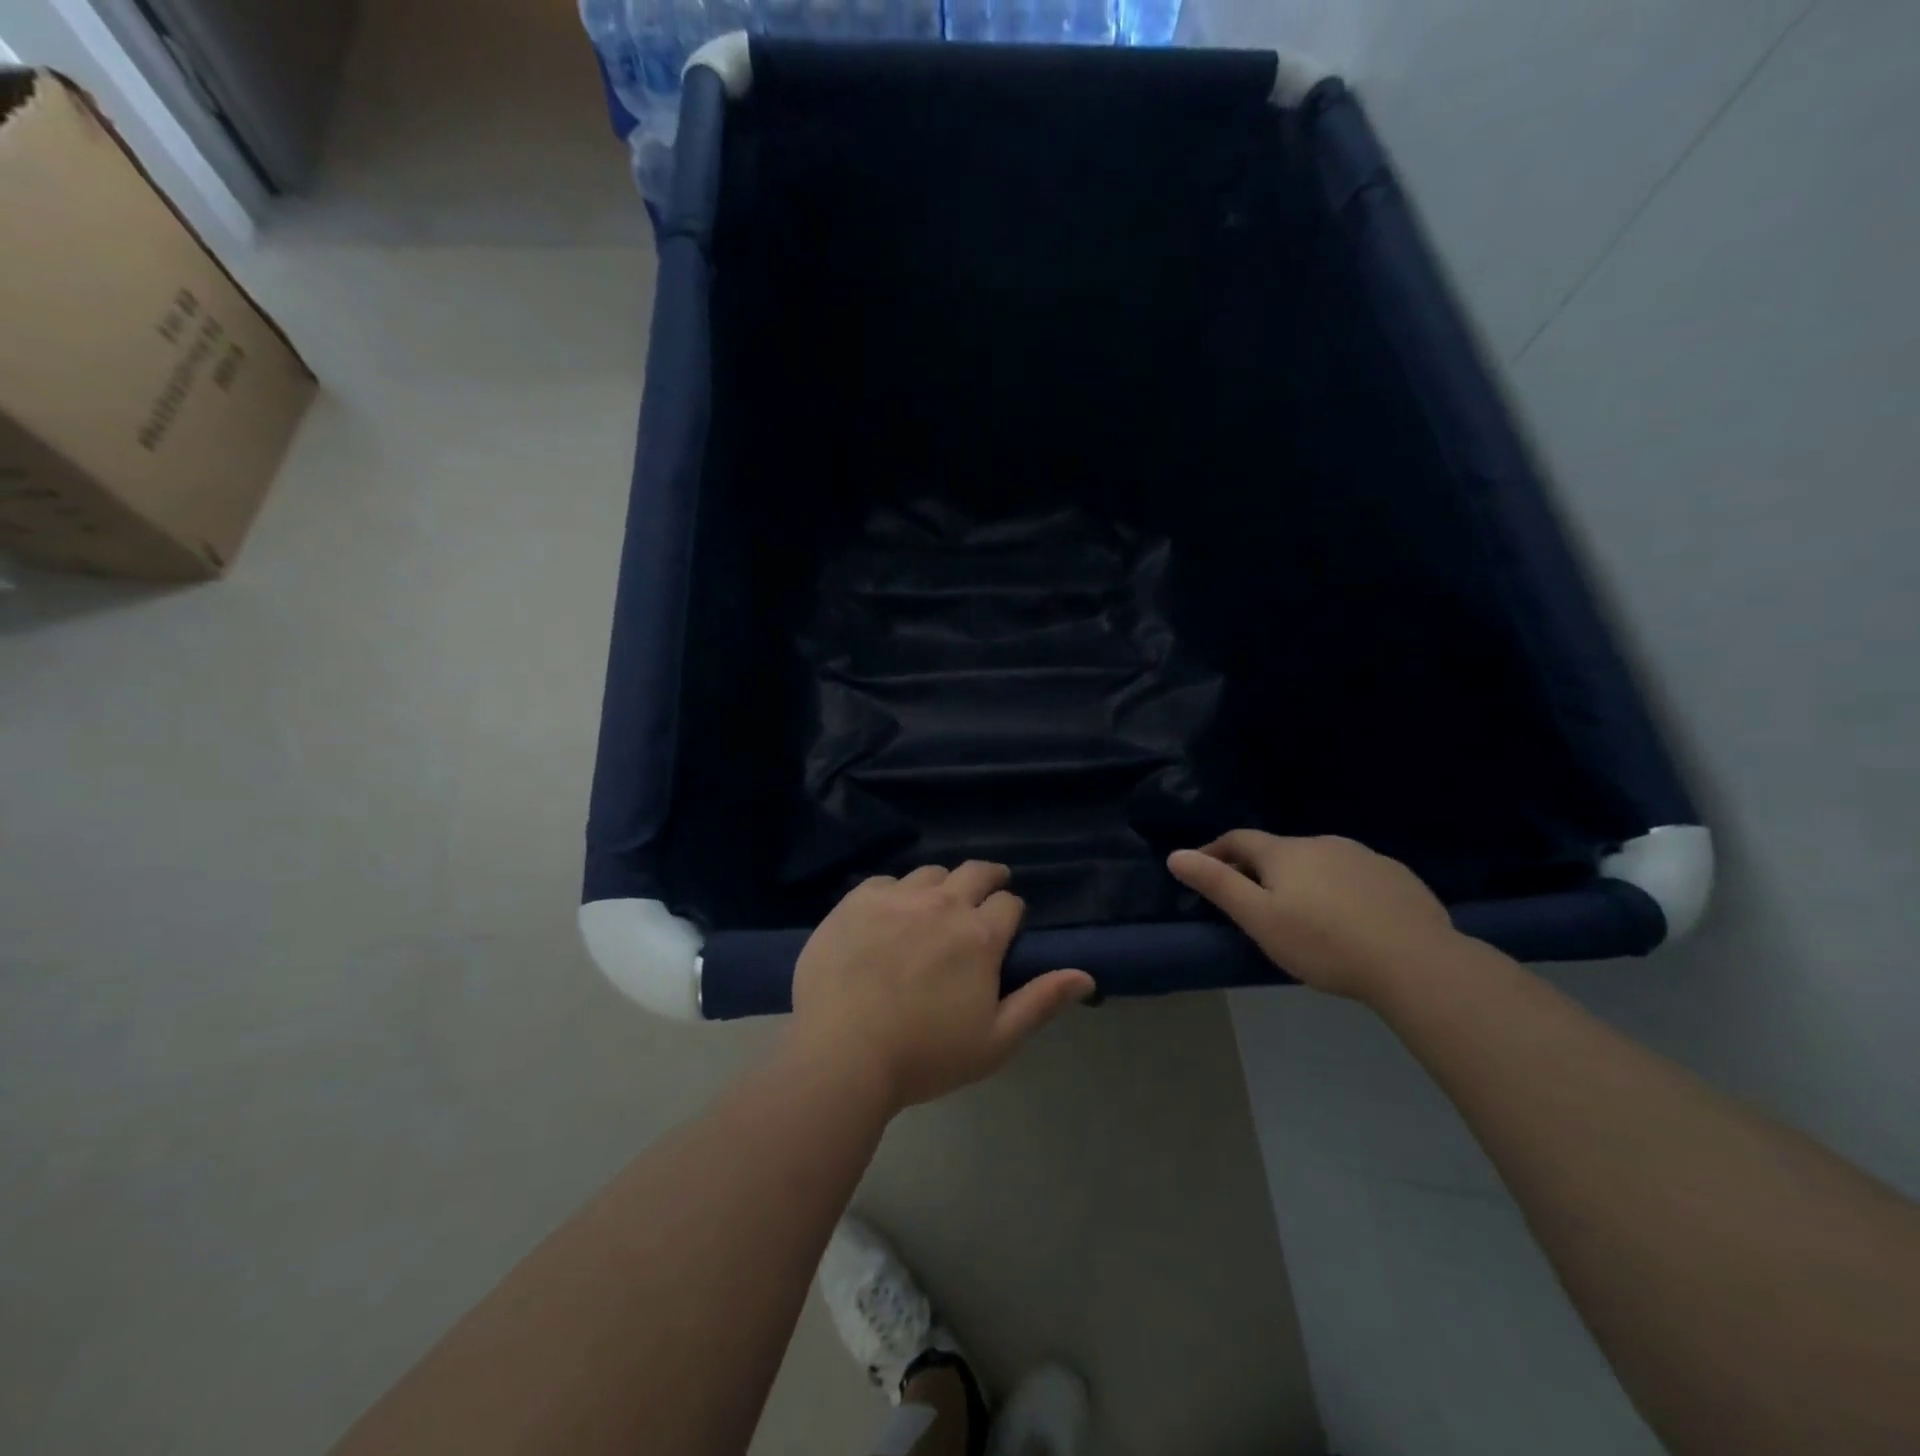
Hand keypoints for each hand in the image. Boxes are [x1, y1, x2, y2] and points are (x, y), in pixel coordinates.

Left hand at [786, 862, 1095, 1111]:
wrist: (841, 1055)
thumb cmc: (924, 1056)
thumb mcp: (995, 1041)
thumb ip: (1041, 1001)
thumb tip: (1086, 975)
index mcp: (980, 935)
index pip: (1009, 903)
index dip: (1011, 913)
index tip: (1006, 927)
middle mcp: (943, 903)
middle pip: (975, 872)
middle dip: (988, 880)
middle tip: (984, 895)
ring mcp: (897, 897)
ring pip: (931, 873)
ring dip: (941, 886)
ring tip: (934, 907)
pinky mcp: (857, 900)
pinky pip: (886, 881)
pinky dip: (896, 893)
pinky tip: (888, 915)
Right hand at [1168, 831, 1457, 1001]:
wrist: (1415, 962)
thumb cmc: (1323, 942)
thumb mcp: (1258, 918)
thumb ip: (1217, 884)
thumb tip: (1176, 855)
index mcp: (1285, 852)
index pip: (1238, 840)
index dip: (1214, 852)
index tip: (1200, 870)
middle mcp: (1322, 842)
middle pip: (1279, 851)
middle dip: (1259, 870)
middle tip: (1252, 903)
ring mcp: (1364, 856)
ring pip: (1319, 862)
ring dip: (1302, 879)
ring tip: (1303, 914)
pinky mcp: (1396, 877)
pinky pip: (1355, 876)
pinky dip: (1340, 889)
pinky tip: (1349, 919)